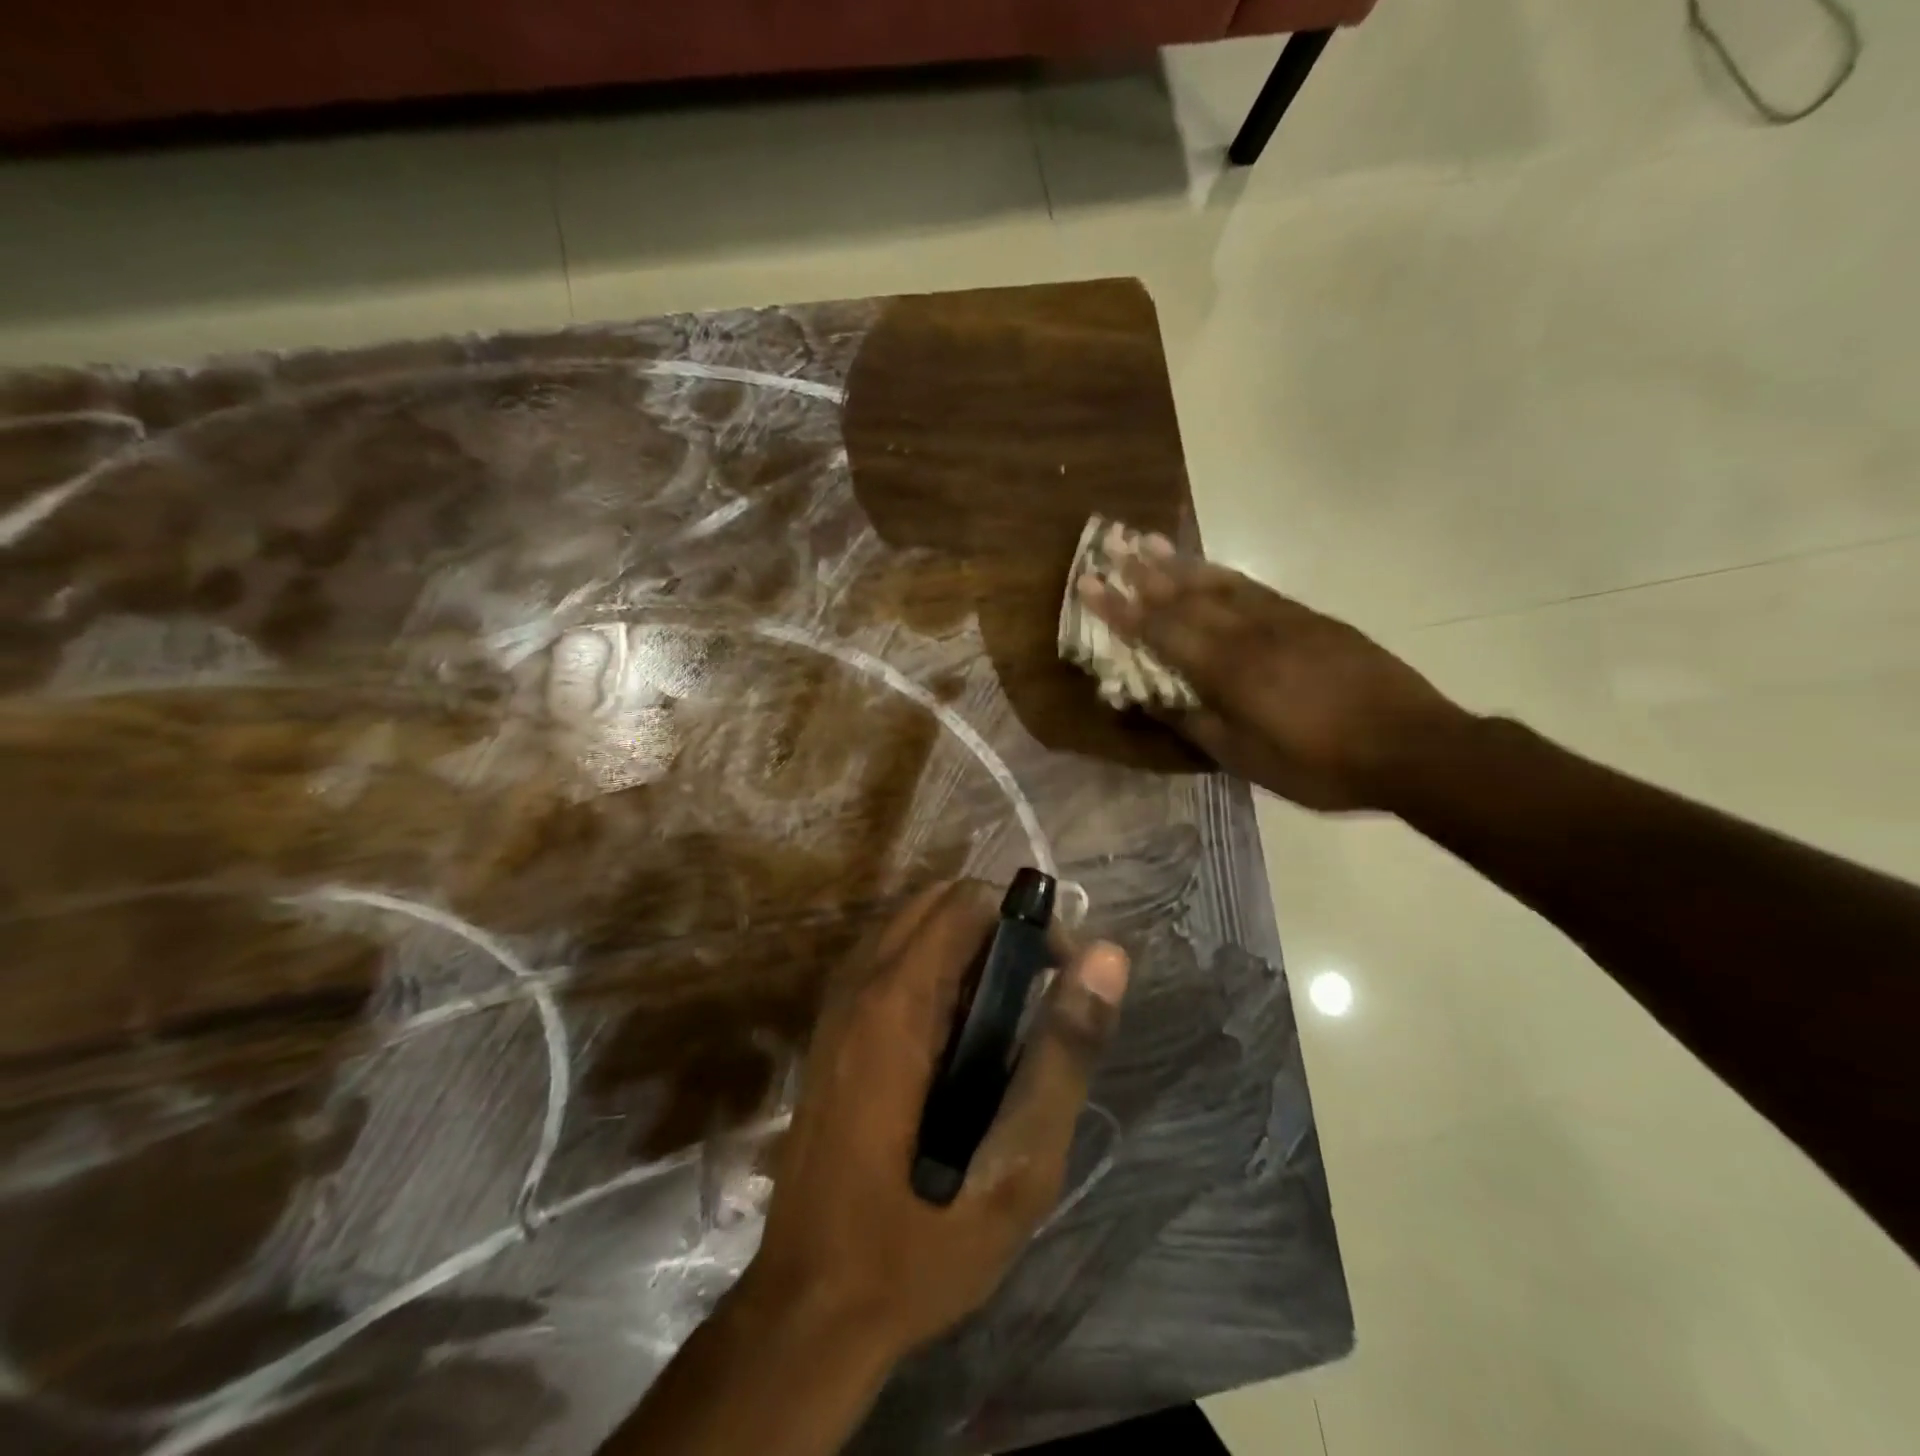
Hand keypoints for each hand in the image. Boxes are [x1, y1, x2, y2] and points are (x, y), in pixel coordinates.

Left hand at [744, 880, 1129, 1357]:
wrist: (809, 1309)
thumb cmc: (920, 1243)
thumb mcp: (1017, 1167)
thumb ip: (1063, 1055)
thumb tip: (1105, 957)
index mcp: (897, 1002)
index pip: (966, 902)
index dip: (1027, 923)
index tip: (1063, 979)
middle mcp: (858, 985)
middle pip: (936, 902)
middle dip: (998, 928)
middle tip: (1038, 1000)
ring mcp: (835, 1006)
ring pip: (910, 927)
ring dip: (966, 948)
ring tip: (1006, 1022)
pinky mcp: (830, 1032)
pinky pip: (888, 962)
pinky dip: (933, 969)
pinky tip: (958, 1040)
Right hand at [1077, 538, 1466, 810]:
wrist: (1411, 745)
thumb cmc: (1319, 763)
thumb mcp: (1247, 759)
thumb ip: (1197, 724)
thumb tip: (1154, 700)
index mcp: (1227, 670)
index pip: (1161, 631)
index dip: (1121, 609)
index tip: (1089, 584)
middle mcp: (1248, 634)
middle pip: (1187, 596)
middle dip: (1144, 573)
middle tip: (1112, 546)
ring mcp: (1283, 620)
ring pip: (1221, 584)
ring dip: (1182, 564)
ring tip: (1151, 543)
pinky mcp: (1311, 619)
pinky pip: (1256, 588)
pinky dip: (1225, 575)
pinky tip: (1213, 570)